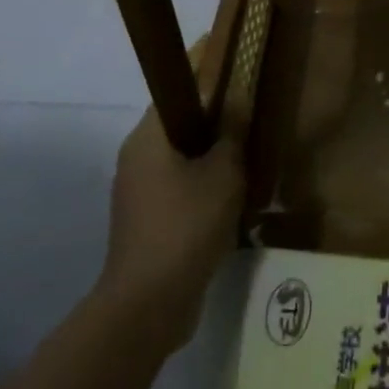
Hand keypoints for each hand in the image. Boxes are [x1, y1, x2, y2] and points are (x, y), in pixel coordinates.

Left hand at [97, 110, 242, 348]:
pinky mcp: (146, 223)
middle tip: (251, 127)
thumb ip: (231, 134)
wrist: (150, 303)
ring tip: (248, 164)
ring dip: (212, 161)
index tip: (240, 88)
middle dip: (216, 127)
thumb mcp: (223, 172)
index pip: (178, 93)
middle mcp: (136, 159)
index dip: (210, 85)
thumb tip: (236, 102)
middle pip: (180, 128)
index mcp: (147, 138)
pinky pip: (179, 190)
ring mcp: (138, 194)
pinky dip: (203, 189)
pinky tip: (233, 200)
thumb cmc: (187, 224)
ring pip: (181, 161)